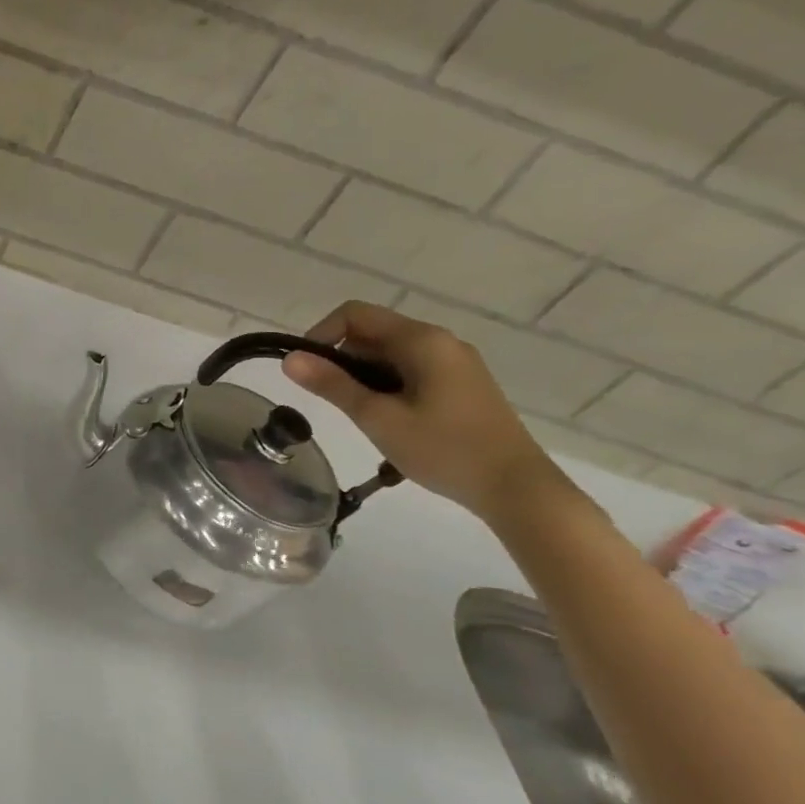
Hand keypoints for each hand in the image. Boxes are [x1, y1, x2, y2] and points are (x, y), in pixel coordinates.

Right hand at [282, 301, 564, 521]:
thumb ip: (332, 384)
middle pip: (372, 332)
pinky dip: (387, 386)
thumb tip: (288, 358)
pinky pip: (410, 370)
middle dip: (342, 360)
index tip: (307, 372)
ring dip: (364, 377)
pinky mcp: (461, 384)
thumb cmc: (443, 449)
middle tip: (334, 402)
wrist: (516, 489)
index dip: (321, 335)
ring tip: (362, 416)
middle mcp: (440, 341)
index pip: (354, 314)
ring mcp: (455, 363)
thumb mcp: (377, 418)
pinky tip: (388, 420)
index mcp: (422, 340)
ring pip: (389, 354)